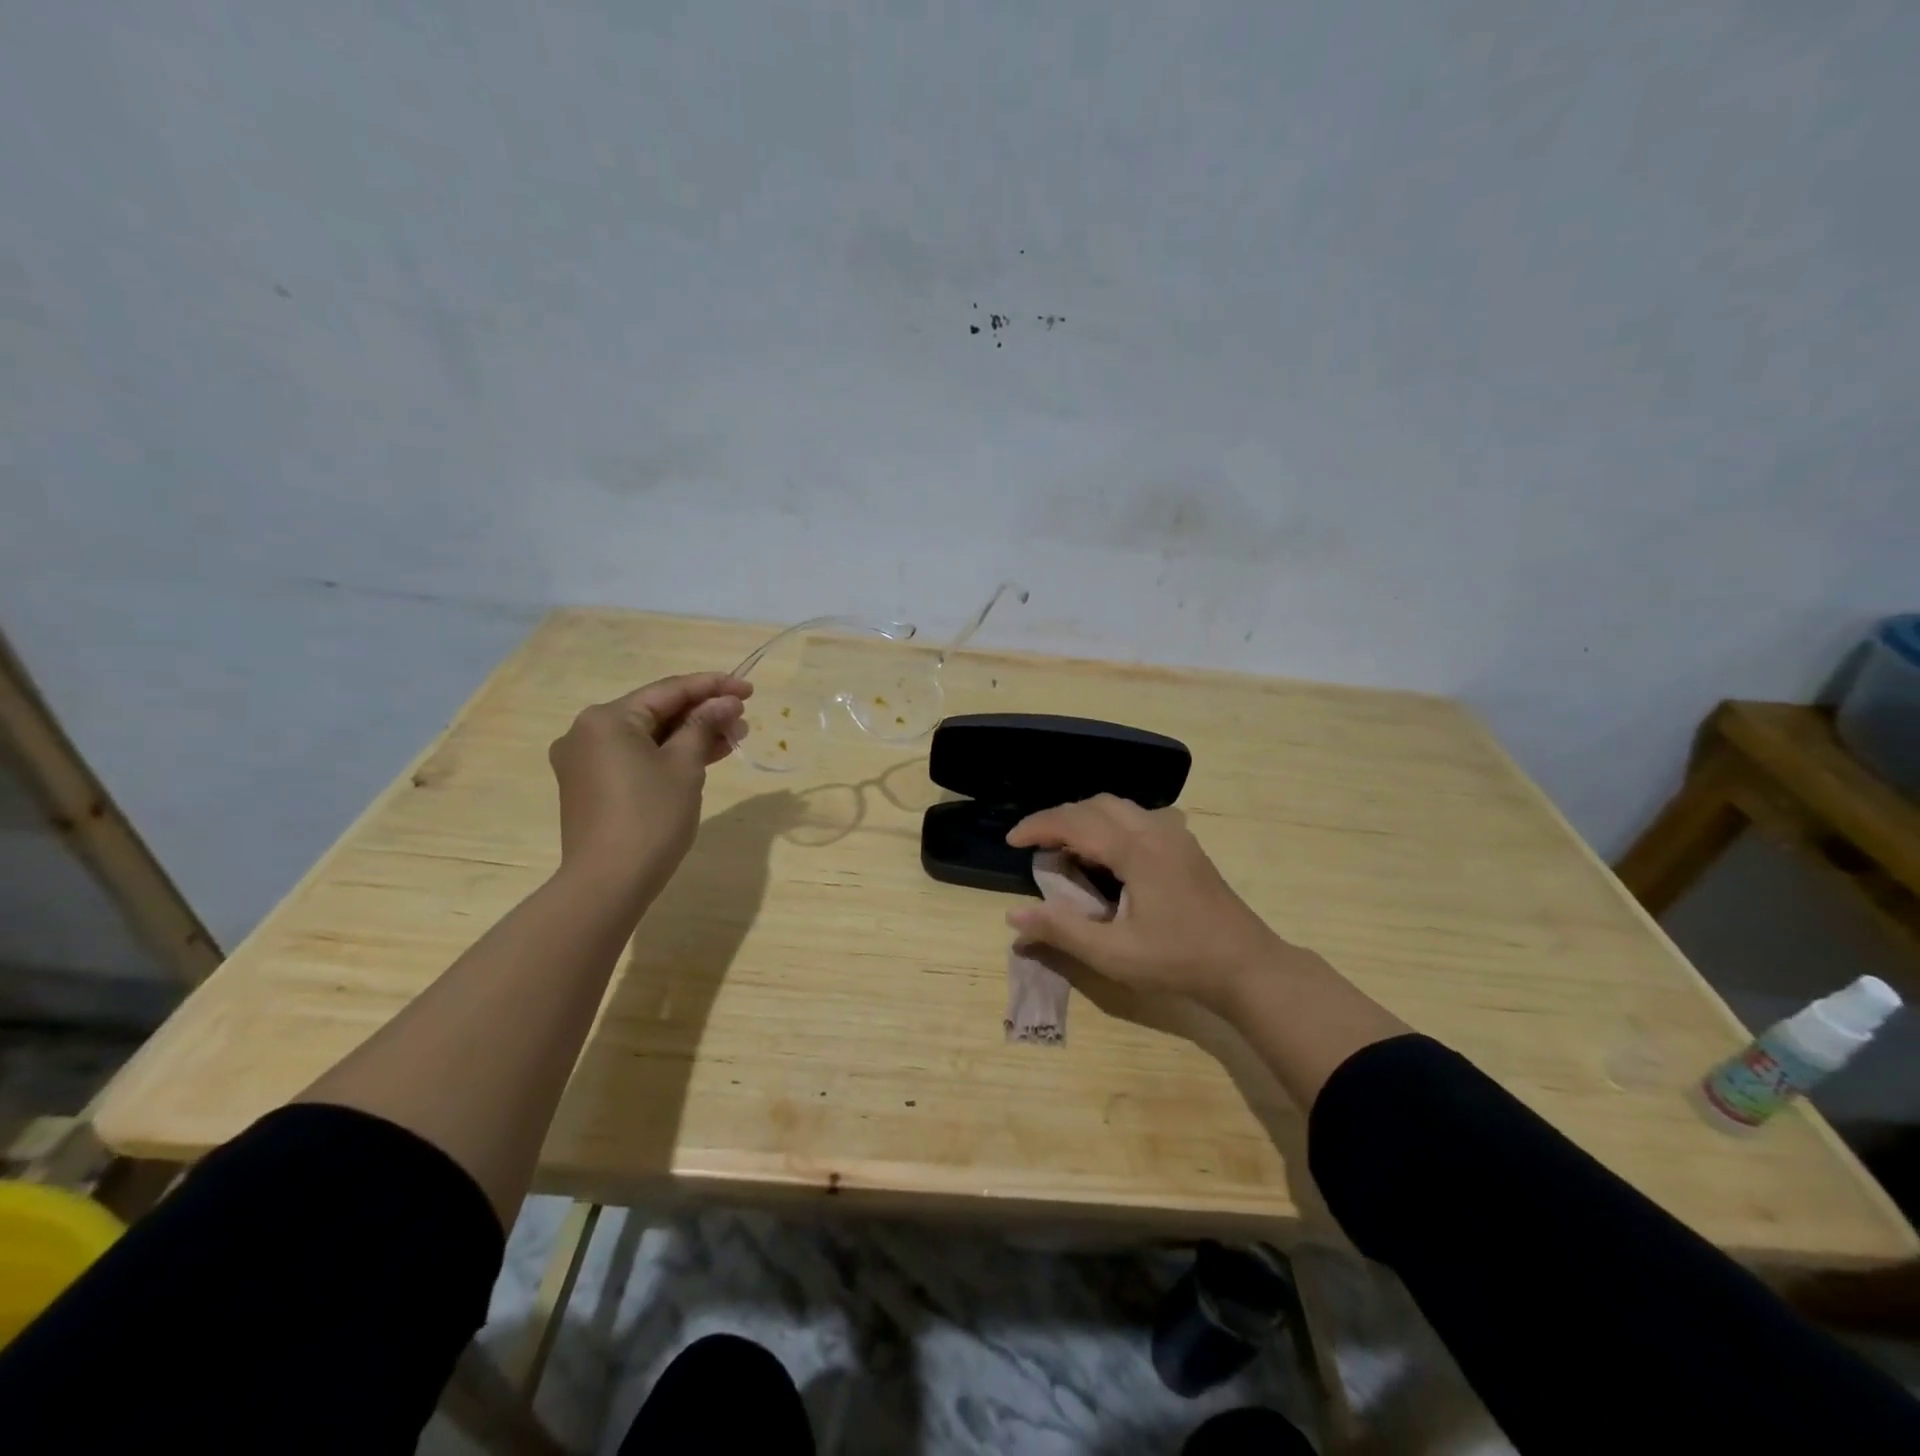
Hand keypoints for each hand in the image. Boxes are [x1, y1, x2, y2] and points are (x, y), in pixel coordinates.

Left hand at [548, 672, 751, 888]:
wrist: (609, 881)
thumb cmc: (650, 817)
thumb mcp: (685, 766)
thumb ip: (705, 726)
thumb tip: (726, 702)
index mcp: (607, 718)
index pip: (669, 691)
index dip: (713, 687)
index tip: (750, 689)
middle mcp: (588, 732)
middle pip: (656, 712)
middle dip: (703, 714)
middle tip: (743, 720)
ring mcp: (585, 761)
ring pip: (648, 736)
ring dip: (690, 736)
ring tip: (732, 739)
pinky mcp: (591, 786)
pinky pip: (636, 757)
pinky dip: (668, 755)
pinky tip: (704, 757)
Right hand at [1004, 794, 1298, 1014]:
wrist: (1247, 965)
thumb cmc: (1178, 961)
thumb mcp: (1114, 954)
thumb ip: (1062, 931)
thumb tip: (1014, 916)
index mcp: (1135, 850)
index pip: (1075, 822)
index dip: (1038, 826)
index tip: (1012, 841)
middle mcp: (1154, 830)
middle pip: (1095, 805)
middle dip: (1059, 818)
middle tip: (1035, 845)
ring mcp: (1174, 835)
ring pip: (1118, 806)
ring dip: (1085, 817)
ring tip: (1065, 847)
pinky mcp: (1185, 845)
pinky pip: (1137, 816)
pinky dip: (1109, 822)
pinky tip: (1107, 852)